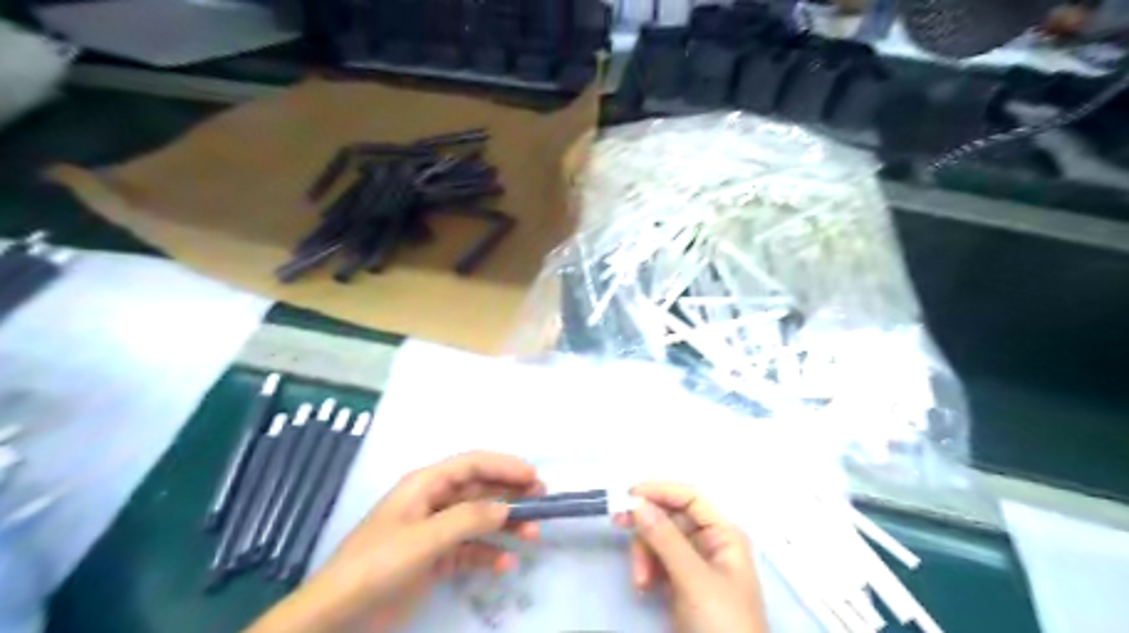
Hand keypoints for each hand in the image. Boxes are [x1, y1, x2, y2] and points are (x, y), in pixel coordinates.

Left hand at [247, 449, 540, 632]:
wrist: (337, 616)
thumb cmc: (376, 565)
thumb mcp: (424, 539)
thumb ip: (468, 519)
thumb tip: (508, 506)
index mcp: (425, 485)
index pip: (472, 464)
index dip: (504, 466)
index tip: (533, 477)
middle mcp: (433, 502)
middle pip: (479, 490)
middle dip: (510, 494)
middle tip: (542, 503)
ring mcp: (434, 531)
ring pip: (478, 519)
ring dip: (505, 525)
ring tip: (532, 535)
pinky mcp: (434, 558)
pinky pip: (470, 549)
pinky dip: (489, 554)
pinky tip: (506, 564)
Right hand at [616, 484, 767, 632]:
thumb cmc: (721, 622)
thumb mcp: (693, 579)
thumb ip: (666, 539)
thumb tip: (638, 502)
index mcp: (723, 534)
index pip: (690, 497)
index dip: (661, 490)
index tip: (629, 494)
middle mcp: (710, 542)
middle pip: (671, 517)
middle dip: (647, 528)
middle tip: (617, 524)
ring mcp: (695, 564)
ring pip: (660, 539)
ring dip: (644, 554)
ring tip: (640, 581)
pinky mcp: (682, 583)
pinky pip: (658, 561)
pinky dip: (647, 569)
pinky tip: (643, 587)